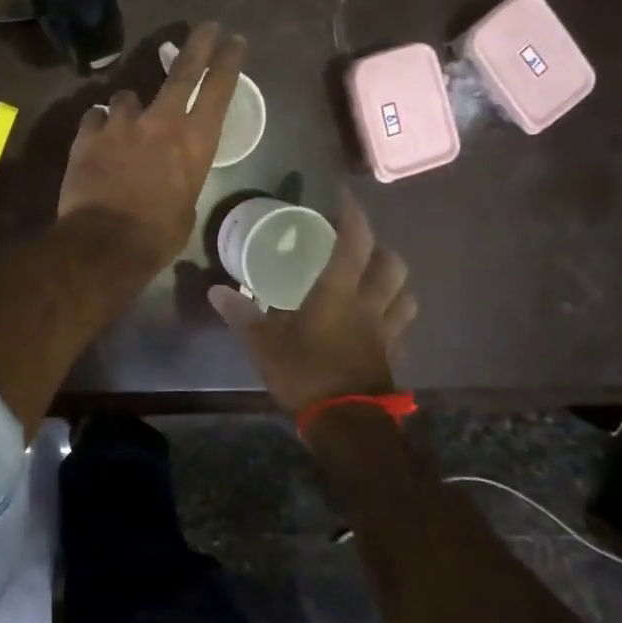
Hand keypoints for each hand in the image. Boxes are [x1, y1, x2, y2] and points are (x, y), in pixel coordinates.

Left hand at [57, 22, 248, 270]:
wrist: (104, 243)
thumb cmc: (157, 236)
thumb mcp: (186, 207)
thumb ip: (181, 178)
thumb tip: (170, 175)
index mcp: (194, 143)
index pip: (219, 90)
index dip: (228, 62)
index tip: (235, 40)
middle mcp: (161, 122)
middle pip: (182, 71)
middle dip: (197, 45)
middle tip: (206, 26)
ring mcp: (121, 124)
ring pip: (127, 96)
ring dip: (129, 108)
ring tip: (125, 123)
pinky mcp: (88, 134)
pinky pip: (95, 118)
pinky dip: (99, 126)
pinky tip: (96, 139)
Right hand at [208, 195, 416, 414]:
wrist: (347, 425)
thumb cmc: (305, 375)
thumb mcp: (263, 344)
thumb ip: (242, 315)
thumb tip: (215, 291)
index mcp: (339, 293)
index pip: (354, 242)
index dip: (352, 215)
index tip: (344, 197)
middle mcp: (370, 305)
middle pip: (392, 265)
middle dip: (381, 247)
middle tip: (362, 244)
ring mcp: (386, 332)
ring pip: (406, 295)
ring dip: (396, 281)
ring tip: (378, 279)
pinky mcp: (392, 357)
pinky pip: (401, 327)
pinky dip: (394, 316)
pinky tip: (379, 322)